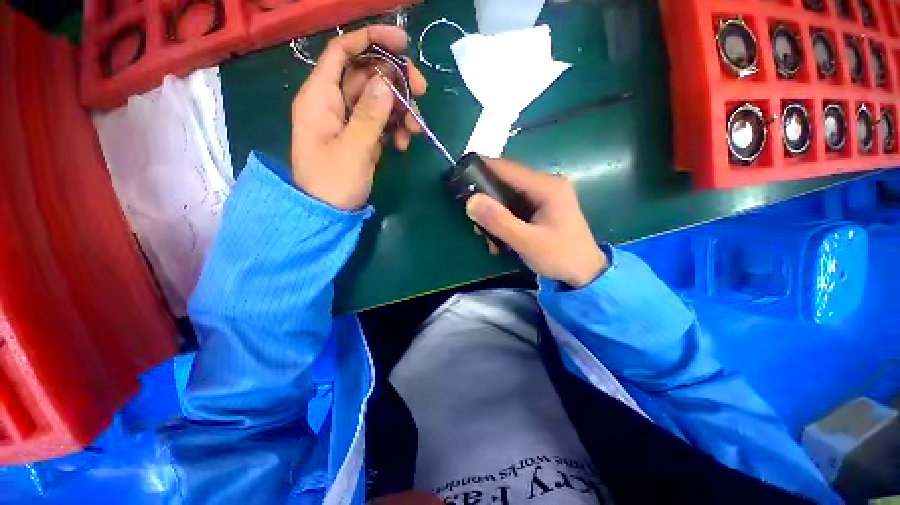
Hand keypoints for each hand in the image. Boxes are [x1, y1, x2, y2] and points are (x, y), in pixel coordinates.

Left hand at [290, 25, 426, 209]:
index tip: (403, 44)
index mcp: (320, 97)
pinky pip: (381, 122)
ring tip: (415, 132)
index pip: (342, 53)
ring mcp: (349, 121)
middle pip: (367, 75)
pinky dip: (395, 129)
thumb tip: (386, 81)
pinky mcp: (360, 137)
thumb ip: (370, 114)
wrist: (328, 213)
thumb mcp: (354, 148)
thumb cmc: (333, 182)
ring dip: (400, 110)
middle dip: (396, 81)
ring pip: (379, 100)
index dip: (370, 40)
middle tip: (422, 93)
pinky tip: (403, 146)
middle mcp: (333, 102)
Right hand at [465, 158, 608, 287]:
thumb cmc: (560, 256)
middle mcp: (546, 184)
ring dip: (494, 215)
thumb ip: (499, 221)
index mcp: (546, 186)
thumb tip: (470, 201)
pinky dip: (504, 220)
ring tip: (489, 239)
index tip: (459, 174)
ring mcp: (545, 194)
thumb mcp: (526, 242)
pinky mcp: (543, 206)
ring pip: (508, 196)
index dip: (482, 168)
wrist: (585, 273)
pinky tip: (501, 239)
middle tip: (475, 224)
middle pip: (506, 182)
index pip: (507, 168)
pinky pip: (515, 206)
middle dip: (487, 201)